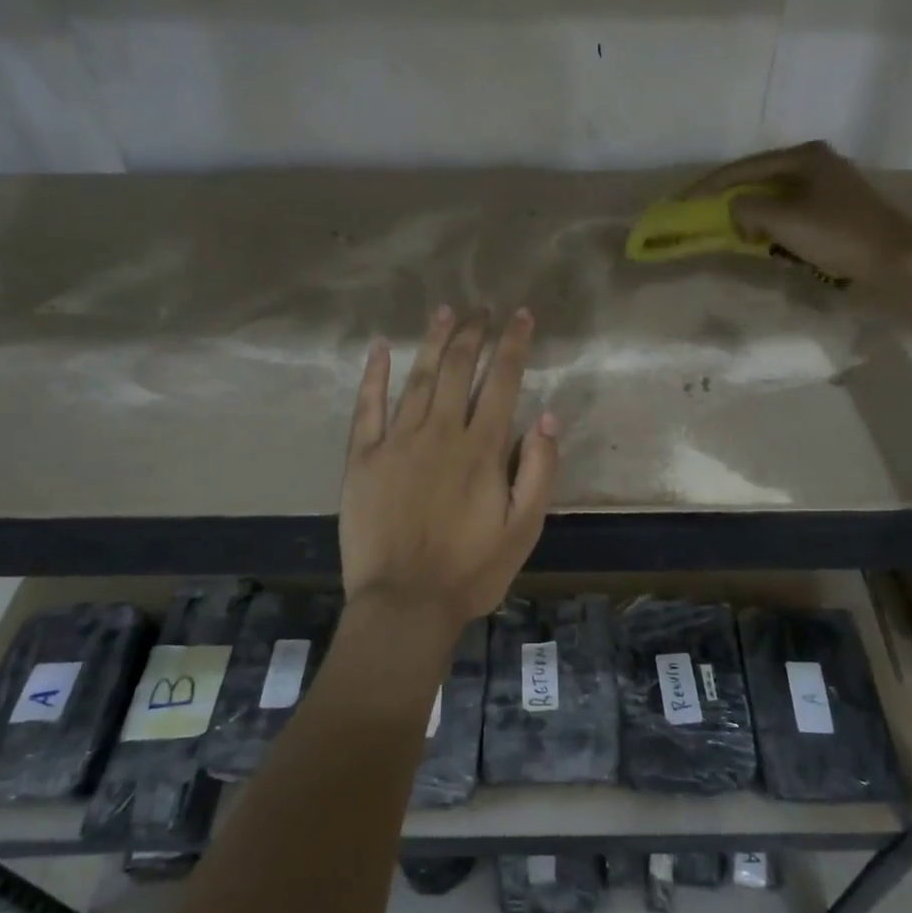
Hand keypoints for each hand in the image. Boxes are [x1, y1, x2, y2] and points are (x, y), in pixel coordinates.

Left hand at [339, 306, 559, 642]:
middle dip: (474, 333)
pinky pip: (367, 408)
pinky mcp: (362, 458)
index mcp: (481, 449)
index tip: (521, 316)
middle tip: (482, 308)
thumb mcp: (524, 529)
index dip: (513, 345)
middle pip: (458, 369)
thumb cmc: (471, 571)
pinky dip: (374, 376)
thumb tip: (549, 415)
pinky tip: (381, 349)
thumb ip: (539, 470)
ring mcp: (397, 442)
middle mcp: (440, 433)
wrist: (404, 605)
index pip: (502, 382)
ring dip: (433, 342)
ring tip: (444, 312)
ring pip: (417, 379)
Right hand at [680, 140, 911, 297]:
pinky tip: (768, 243)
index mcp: (803, 157)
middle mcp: (816, 164)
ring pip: (776, 200)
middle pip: (760, 180)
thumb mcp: (784, 220)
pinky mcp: (837, 212)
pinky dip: (775, 227)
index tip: (683, 202)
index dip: (709, 186)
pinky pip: (792, 215)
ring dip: (755, 217)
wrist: (898, 261)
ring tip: (735, 234)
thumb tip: (734, 209)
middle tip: (705, 218)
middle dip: (733, 201)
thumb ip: (747, 210)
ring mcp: (829, 188)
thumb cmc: (839, 234)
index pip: (744, 168)